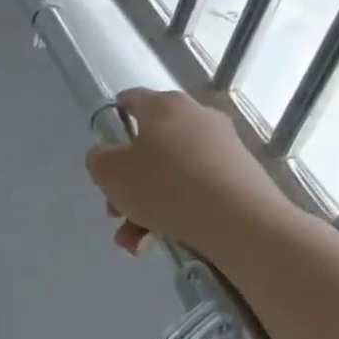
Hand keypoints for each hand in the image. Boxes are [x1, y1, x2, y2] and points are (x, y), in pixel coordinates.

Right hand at [83, 88, 300, 263]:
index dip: (111, 119)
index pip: (131, 99)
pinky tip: (158, 239)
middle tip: (115, 209)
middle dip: (126, 181)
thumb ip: (98, 158)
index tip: (103, 147)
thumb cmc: (164, 187)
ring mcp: (222, 146)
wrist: (241, 222)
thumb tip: (109, 156)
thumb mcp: (108, 172)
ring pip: (168, 173)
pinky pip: (193, 189)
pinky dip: (172, 211)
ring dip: (144, 205)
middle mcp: (197, 118)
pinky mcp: (239, 175)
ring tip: (135, 239)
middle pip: (148, 145)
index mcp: (164, 107)